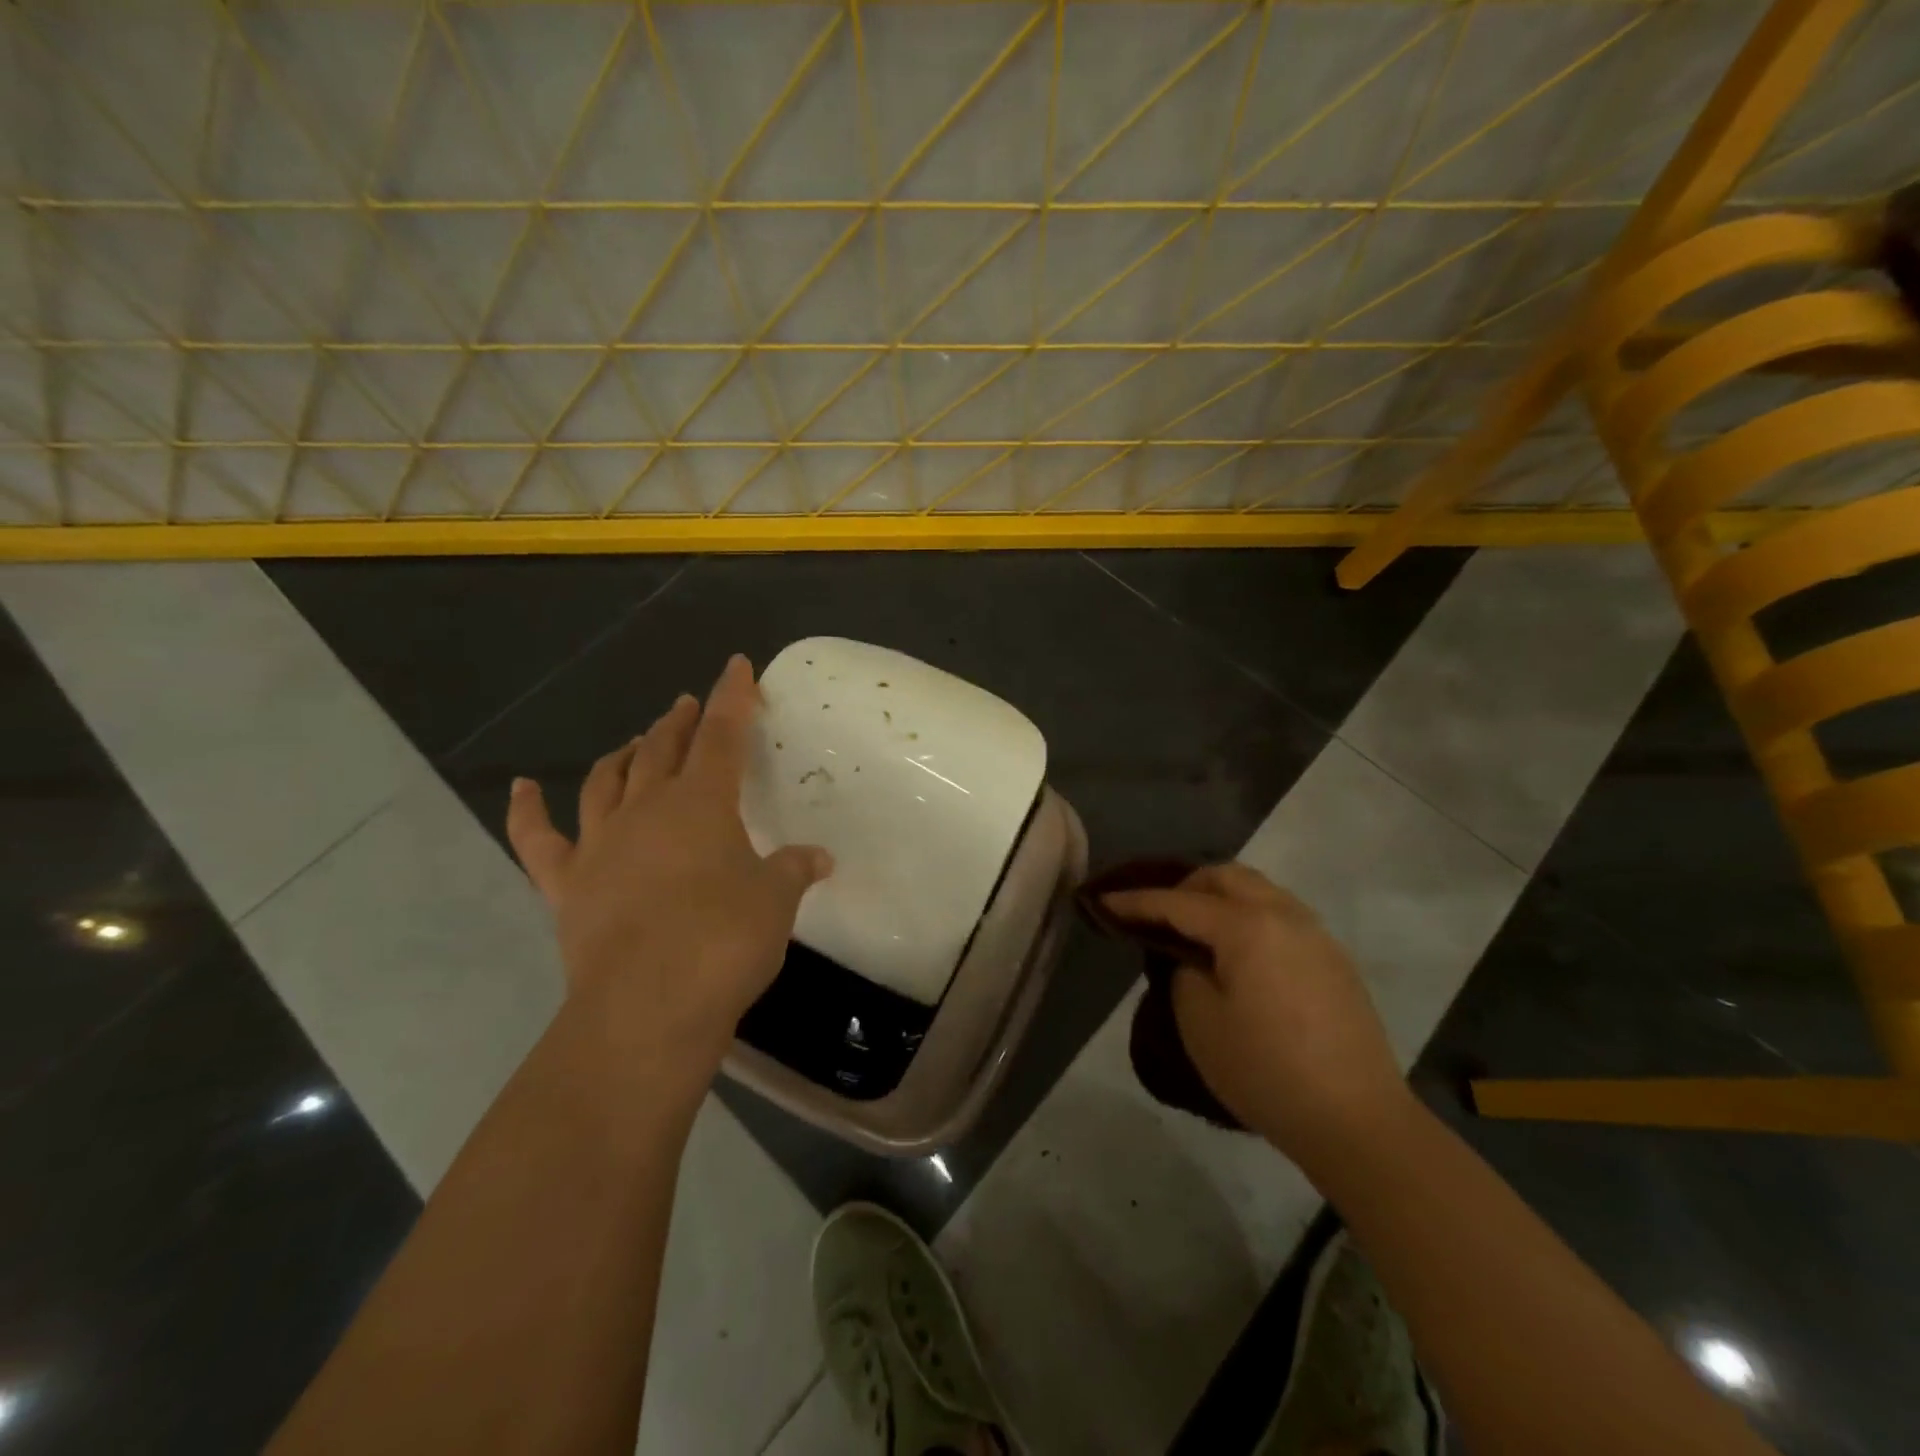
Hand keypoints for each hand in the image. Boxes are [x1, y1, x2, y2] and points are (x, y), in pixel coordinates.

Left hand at [506, 655, 832, 1082]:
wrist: (647, 1006)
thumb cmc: (723, 941)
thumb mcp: (775, 901)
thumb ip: (794, 870)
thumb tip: (819, 858)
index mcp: (703, 803)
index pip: (723, 734)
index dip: (733, 698)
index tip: (736, 666)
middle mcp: (648, 809)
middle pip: (663, 749)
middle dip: (679, 722)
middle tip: (686, 705)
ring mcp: (600, 844)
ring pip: (607, 780)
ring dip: (624, 754)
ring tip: (636, 740)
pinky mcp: (566, 883)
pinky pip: (538, 838)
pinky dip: (526, 810)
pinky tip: (522, 788)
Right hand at [1103, 864, 1408, 1162]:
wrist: (1357, 1121)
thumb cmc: (1266, 1072)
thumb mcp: (1200, 1022)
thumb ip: (1185, 972)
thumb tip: (1196, 959)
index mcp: (1247, 926)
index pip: (1179, 902)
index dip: (1137, 901)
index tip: (1104, 900)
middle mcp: (1285, 915)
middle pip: (1226, 877)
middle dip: (1185, 886)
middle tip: (1156, 912)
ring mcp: (1316, 935)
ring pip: (1259, 890)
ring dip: (1221, 898)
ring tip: (1196, 929)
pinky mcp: (1334, 960)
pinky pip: (1282, 915)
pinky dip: (1250, 916)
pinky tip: (1239, 952)